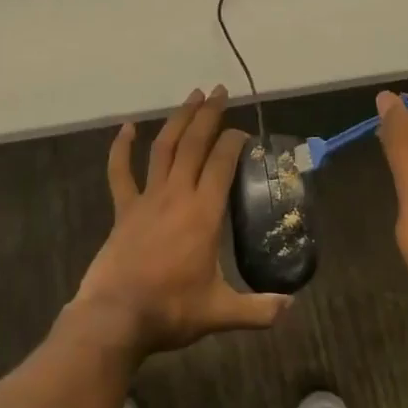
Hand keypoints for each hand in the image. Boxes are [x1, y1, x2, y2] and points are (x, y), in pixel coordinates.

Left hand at [72, 86, 291, 359]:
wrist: (115, 316)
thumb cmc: (170, 310)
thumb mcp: (221, 312)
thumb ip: (259, 310)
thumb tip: (292, 306)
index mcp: (203, 213)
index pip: (222, 164)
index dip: (235, 142)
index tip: (245, 133)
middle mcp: (176, 196)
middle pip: (194, 145)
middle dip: (209, 115)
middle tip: (220, 90)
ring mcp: (146, 199)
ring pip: (163, 149)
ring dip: (178, 120)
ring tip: (192, 96)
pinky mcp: (123, 210)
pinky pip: (120, 172)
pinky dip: (122, 148)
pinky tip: (126, 127)